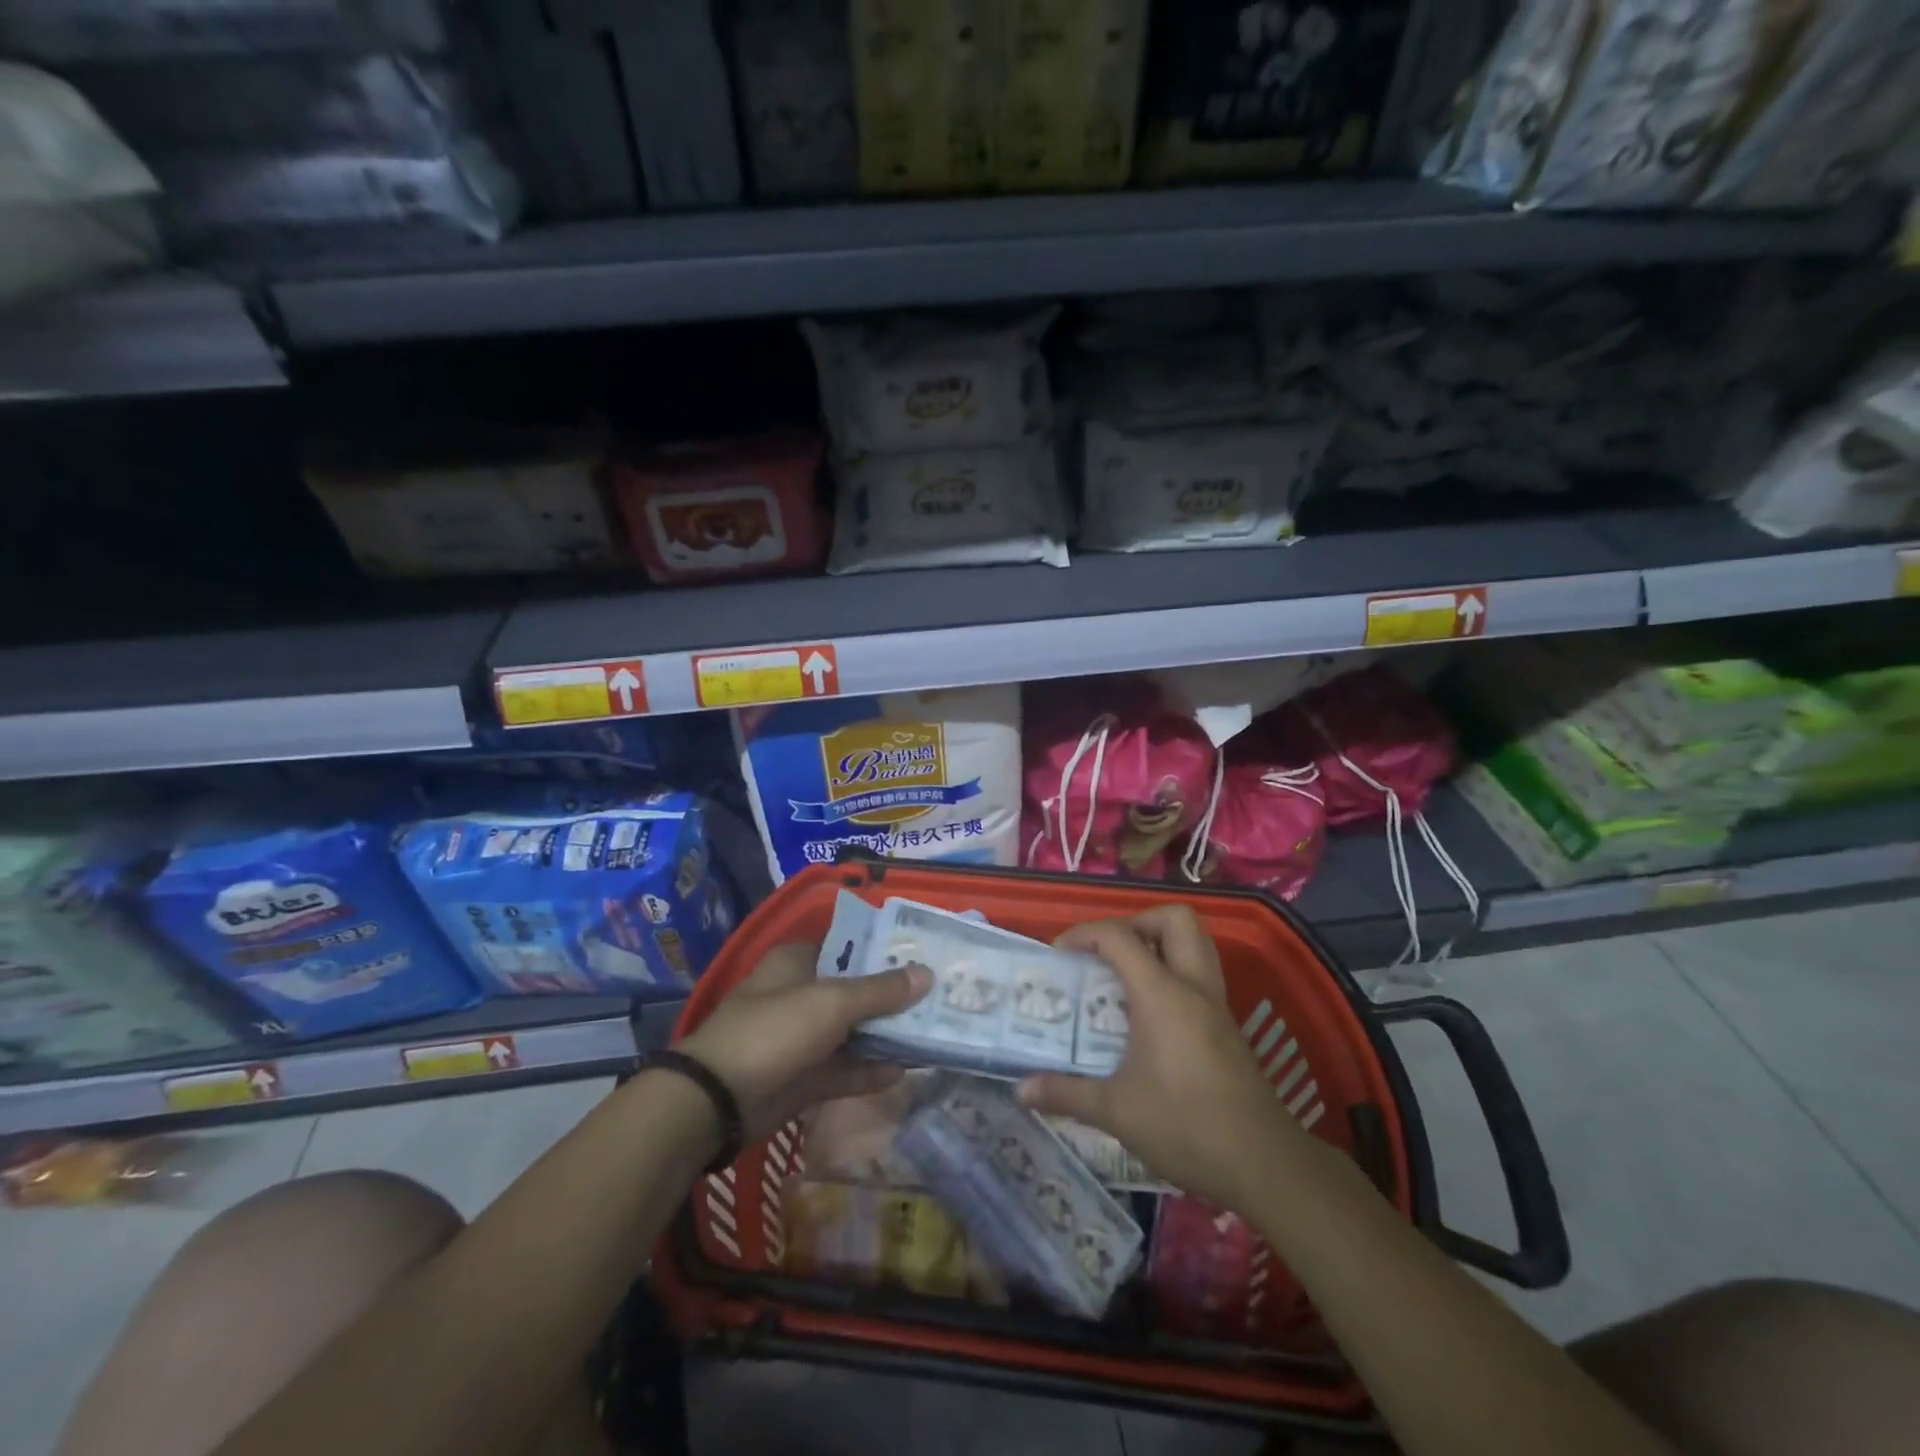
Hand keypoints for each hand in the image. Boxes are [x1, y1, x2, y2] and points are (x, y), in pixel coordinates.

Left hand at [676, 942, 930, 1140]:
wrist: (718, 1101)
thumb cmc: (775, 1029)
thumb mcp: (833, 1002)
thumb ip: (881, 990)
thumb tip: (927, 974)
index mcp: (798, 961)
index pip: (850, 946)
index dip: (886, 951)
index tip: (925, 956)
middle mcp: (801, 994)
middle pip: (856, 990)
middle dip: (894, 996)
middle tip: (940, 997)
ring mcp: (801, 1038)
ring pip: (853, 1032)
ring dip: (886, 1035)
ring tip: (933, 1033)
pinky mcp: (803, 1077)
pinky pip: (845, 1069)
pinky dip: (870, 1069)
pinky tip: (906, 1070)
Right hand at [1018, 907, 1296, 1209]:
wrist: (1264, 1163)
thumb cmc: (1186, 1127)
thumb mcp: (1117, 1112)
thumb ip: (1066, 1094)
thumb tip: (1021, 1089)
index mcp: (1162, 994)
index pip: (1120, 937)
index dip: (1085, 934)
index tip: (1060, 954)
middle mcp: (1193, 986)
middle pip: (1174, 920)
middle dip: (1136, 923)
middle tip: (1107, 954)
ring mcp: (1216, 1005)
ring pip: (1196, 942)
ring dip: (1161, 943)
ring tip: (1127, 974)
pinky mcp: (1228, 1026)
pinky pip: (1201, 974)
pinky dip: (1174, 973)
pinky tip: (1150, 1014)